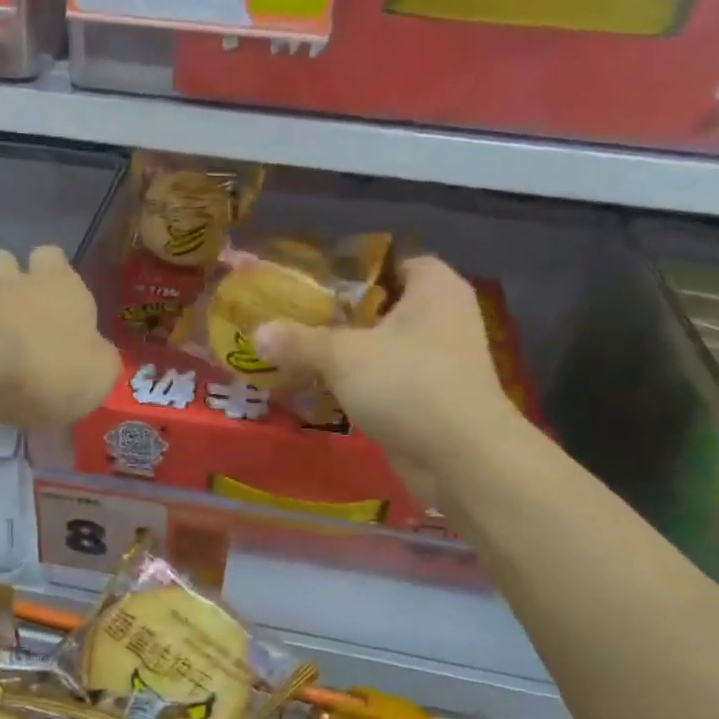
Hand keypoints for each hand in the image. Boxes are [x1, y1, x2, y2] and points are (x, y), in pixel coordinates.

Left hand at [0, 246, 118, 427]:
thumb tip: (96, 356)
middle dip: (8, 278)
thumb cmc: (54, 366)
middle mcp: (16, 282)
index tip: (57, 295)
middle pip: (5, 260)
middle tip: (18, 311)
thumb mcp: (99, 373)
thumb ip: (99, 358)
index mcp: (61, 285)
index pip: (52, 255)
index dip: (53, 271)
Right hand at [254, 257, 522, 491]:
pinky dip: (356, 383)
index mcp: (434, 288)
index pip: (391, 261)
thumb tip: (257, 333)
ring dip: (343, 353)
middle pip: (381, 305)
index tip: (311, 282)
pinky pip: (384, 379)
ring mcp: (439, 360)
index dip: (352, 269)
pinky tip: (319, 389)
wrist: (461, 458)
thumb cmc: (408, 385)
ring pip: (380, 346)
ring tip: (296, 353)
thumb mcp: (342, 356)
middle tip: (293, 318)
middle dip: (337, 314)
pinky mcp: (430, 397)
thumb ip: (298, 341)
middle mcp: (442, 317)